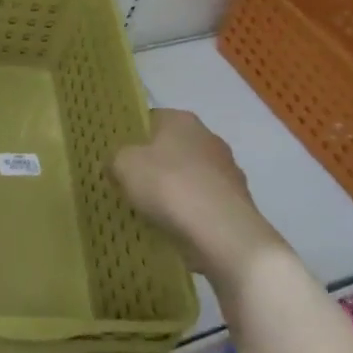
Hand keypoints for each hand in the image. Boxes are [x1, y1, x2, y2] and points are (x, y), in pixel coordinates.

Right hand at [112, 109, 285, 283]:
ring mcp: (228, 171)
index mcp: (182, 120)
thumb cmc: (167, 185)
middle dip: (154, 165)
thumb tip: (116, 164)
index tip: (118, 157)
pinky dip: (190, 214)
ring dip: (174, 191)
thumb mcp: (123, 165)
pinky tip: (175, 229)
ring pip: (190, 177)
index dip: (132, 137)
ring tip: (151, 212)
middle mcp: (209, 138)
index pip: (151, 119)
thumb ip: (115, 159)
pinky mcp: (238, 203)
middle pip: (172, 149)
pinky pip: (204, 204)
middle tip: (131, 185)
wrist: (222, 232)